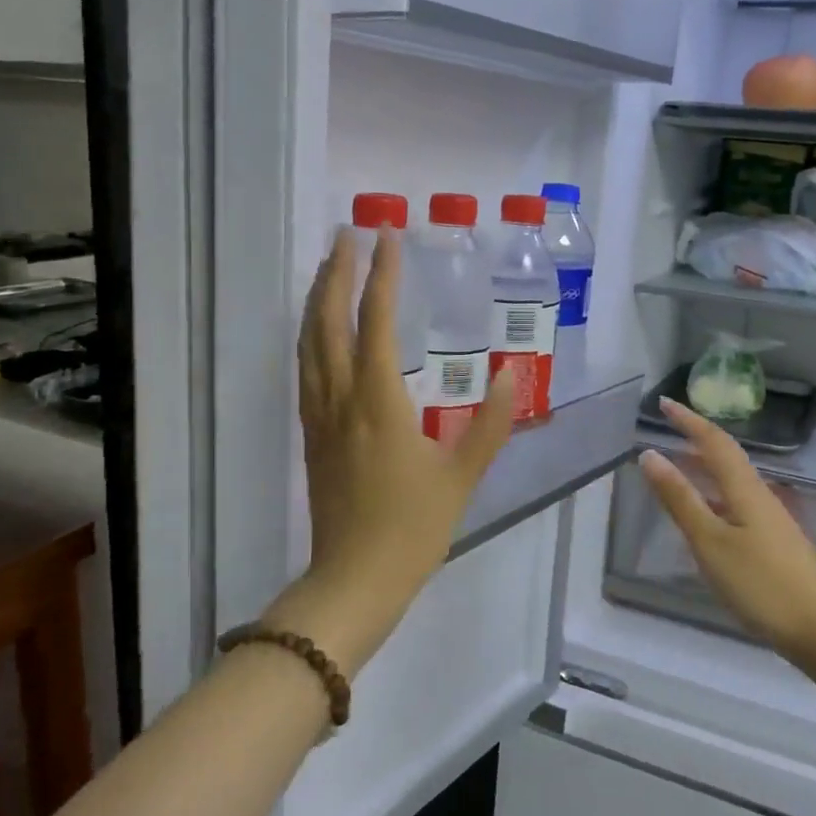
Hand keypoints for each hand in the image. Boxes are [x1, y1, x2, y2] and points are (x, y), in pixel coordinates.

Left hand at [270, 225, 515, 670]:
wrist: (354, 580)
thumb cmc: (413, 528)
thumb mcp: (463, 476)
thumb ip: (489, 423)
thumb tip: (509, 374)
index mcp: (379, 402)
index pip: (377, 324)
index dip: (382, 277)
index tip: (388, 238)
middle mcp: (341, 399)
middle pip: (328, 322)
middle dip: (337, 273)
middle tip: (348, 234)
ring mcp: (320, 417)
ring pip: (309, 344)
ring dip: (317, 299)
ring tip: (329, 267)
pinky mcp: (312, 435)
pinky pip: (306, 370)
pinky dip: (310, 336)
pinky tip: (319, 331)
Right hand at [638, 399, 815, 659]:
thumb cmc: (760, 583)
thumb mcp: (710, 541)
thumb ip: (680, 498)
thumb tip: (650, 454)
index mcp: (744, 488)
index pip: (713, 441)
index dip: (688, 420)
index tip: (663, 403)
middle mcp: (759, 495)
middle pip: (726, 457)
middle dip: (697, 439)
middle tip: (667, 430)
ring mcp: (769, 520)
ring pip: (732, 482)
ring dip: (705, 468)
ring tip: (678, 467)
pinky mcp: (773, 543)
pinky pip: (736, 504)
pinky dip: (713, 496)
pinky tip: (704, 516)